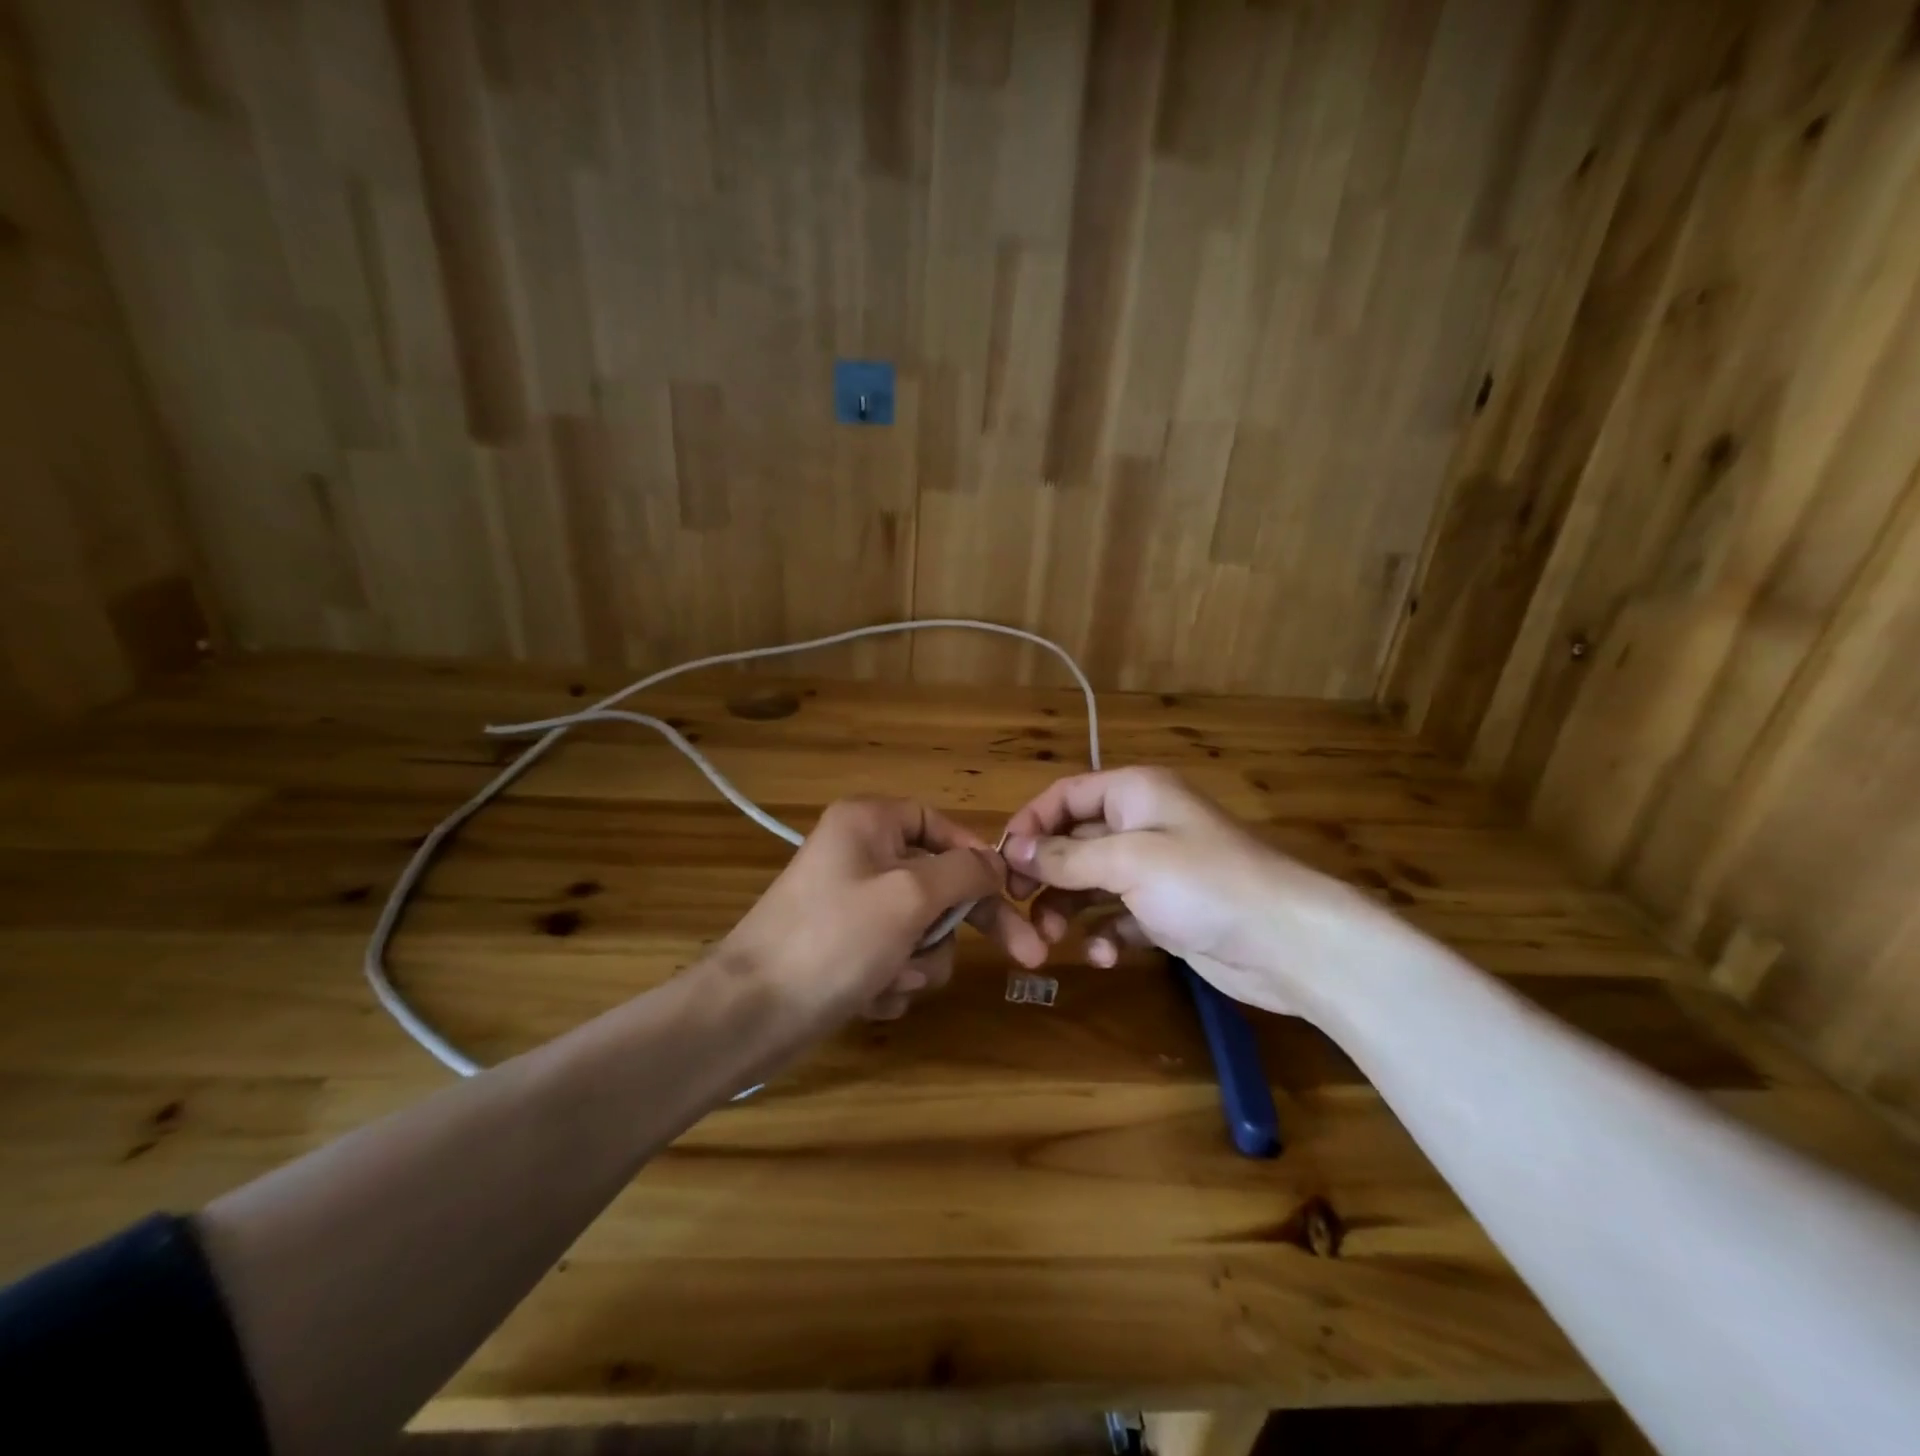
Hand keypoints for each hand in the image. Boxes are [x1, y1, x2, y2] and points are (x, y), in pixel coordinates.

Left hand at [721, 797, 1047, 1024]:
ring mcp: (851, 905)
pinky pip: (893, 957)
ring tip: (891, 981)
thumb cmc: (834, 939)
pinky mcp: (844, 948)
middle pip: (938, 882)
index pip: (941, 825)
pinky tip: (871, 998)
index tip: (1012, 893)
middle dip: (957, 928)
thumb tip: (997, 863)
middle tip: (1026, 956)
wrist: (749, 1014)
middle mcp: (860, 855)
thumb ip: (964, 872)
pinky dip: (892, 981)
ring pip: (920, 928)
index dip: (978, 859)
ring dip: (918, 961)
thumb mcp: (910, 896)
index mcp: (869, 822)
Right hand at [1001, 767, 1370, 1016]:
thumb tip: (1012, 850)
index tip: (1002, 862)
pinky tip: (1105, 956)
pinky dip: (1105, 935)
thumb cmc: (1204, 883)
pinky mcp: (1165, 913)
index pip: (1065, 796)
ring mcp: (1154, 871)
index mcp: (1134, 793)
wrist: (1288, 943)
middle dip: (1046, 874)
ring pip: (1091, 883)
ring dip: (1068, 909)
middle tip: (1019, 906)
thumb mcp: (1128, 862)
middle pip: (1073, 841)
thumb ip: (1066, 857)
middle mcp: (1141, 825)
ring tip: (1052, 939)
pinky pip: (1118, 917)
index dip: (1030, 824)